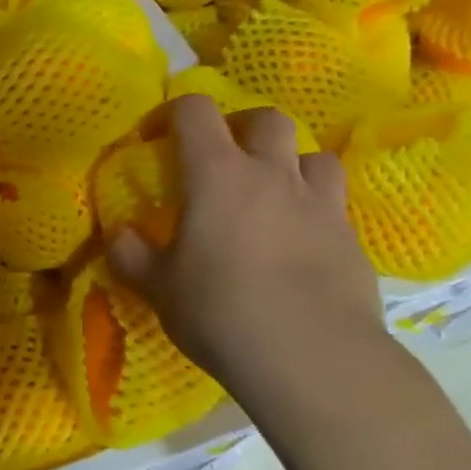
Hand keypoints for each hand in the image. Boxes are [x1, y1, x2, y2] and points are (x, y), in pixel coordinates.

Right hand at [108, 95, 388, 427]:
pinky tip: (301, 242)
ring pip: (314, 156)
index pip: (196, 111)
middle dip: (242, 127)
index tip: (159, 138)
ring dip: (290, 164)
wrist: (313, 358)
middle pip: (267, 119)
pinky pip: (334, 205)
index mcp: (217, 174)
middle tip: (224, 159)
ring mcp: (320, 204)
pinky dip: (315, 209)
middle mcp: (272, 175)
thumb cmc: (221, 311)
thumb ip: (131, 254)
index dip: (175, 113)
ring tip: (273, 194)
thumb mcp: (158, 287)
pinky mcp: (352, 239)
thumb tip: (118, 234)